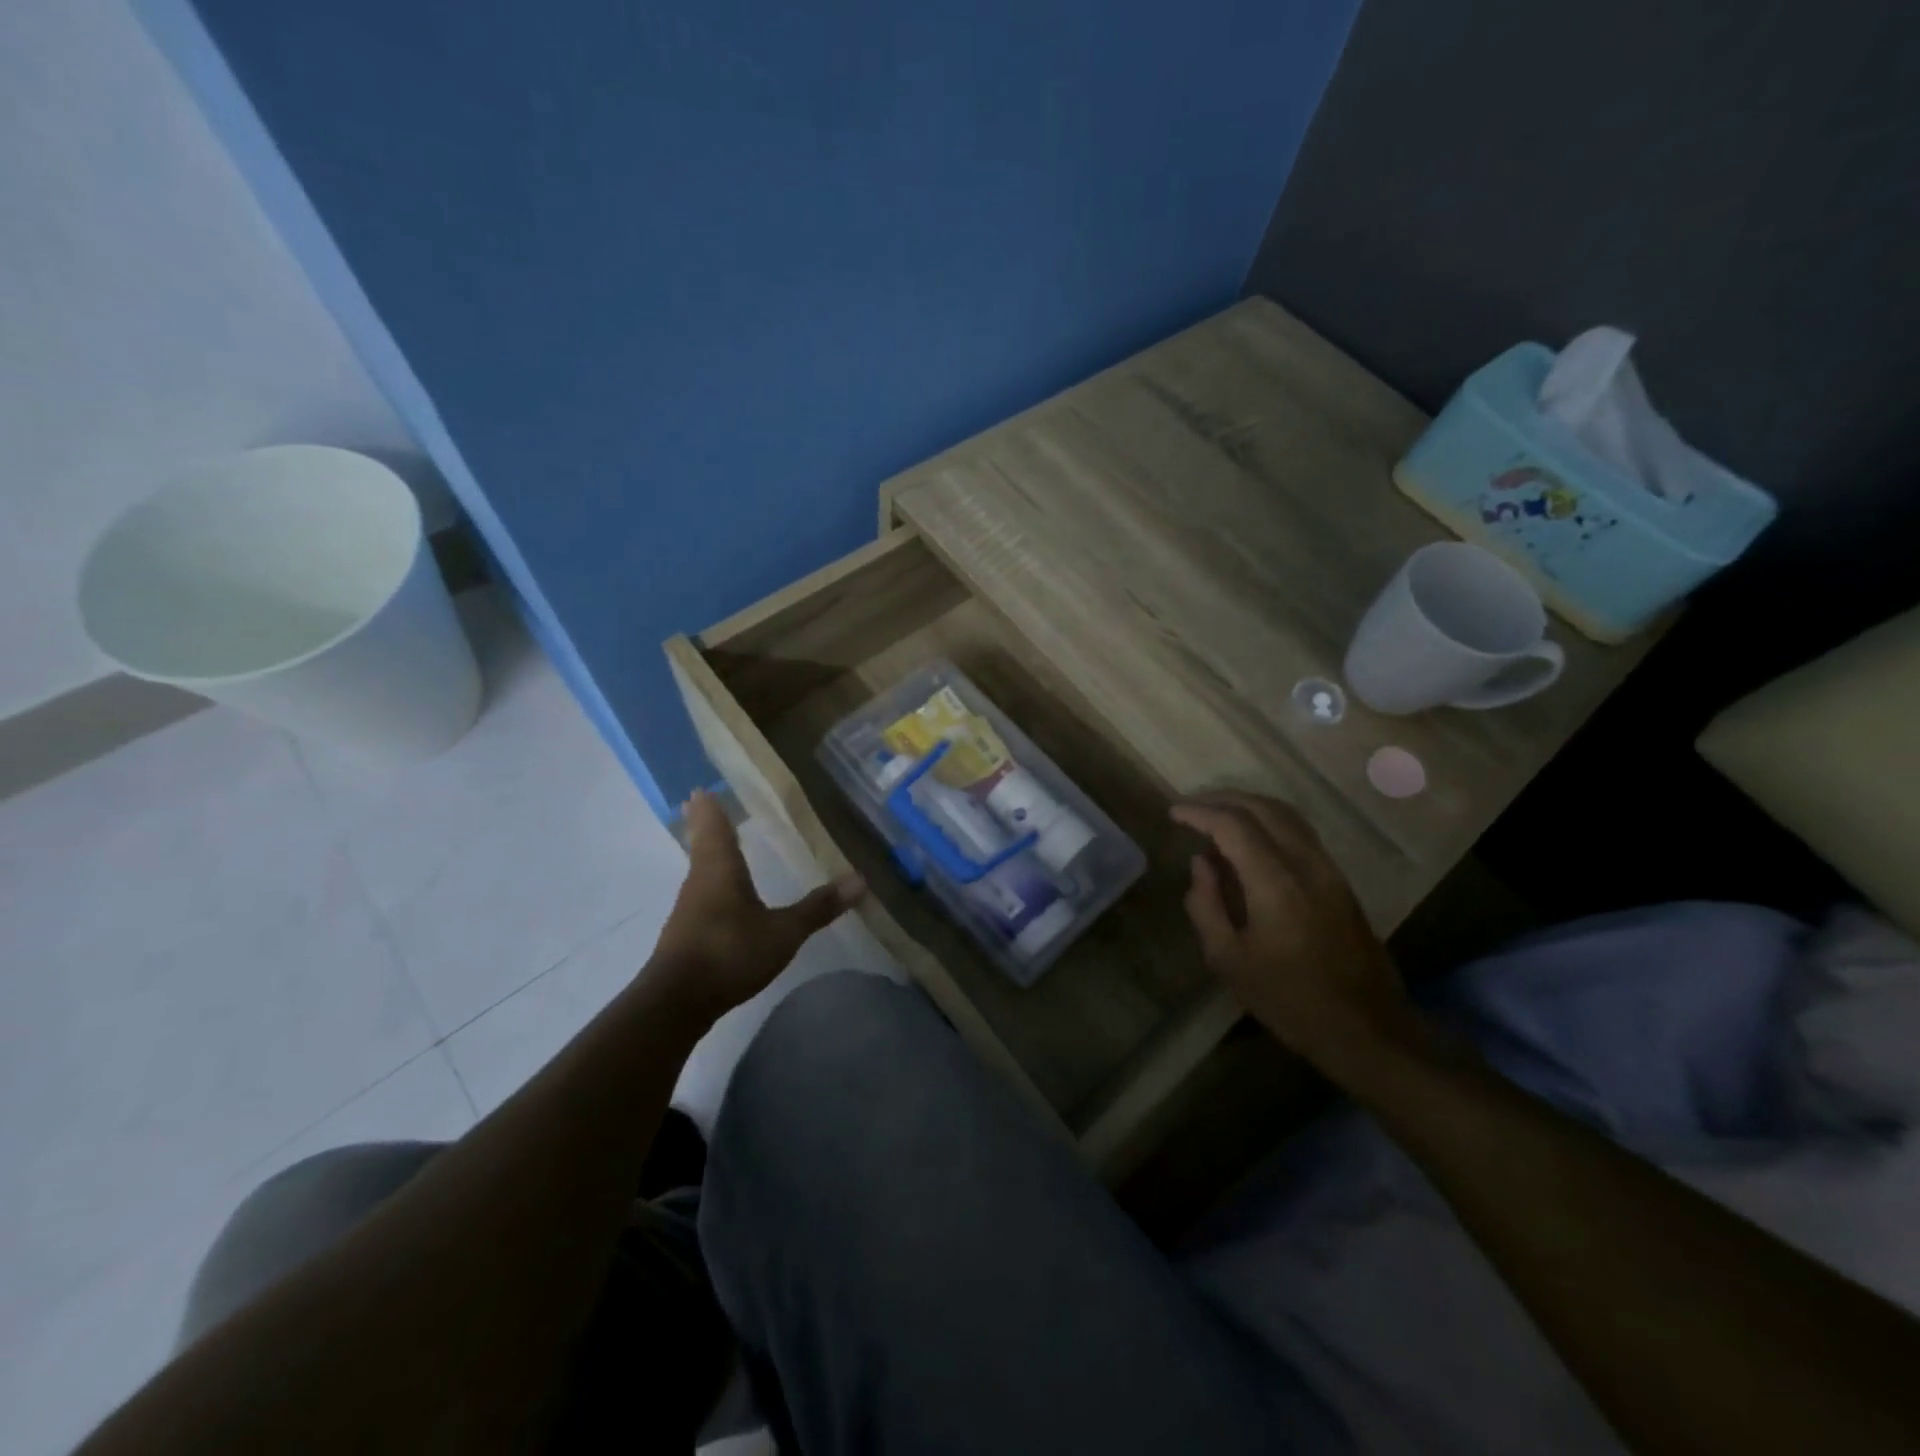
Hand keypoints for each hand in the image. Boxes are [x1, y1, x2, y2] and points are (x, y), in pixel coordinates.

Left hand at [650, 792, 863, 1021]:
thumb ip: (818, 907)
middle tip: (701, 802)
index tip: (701, 787)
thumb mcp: (783, 932)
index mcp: (720, 868)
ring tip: (720, 843)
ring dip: (708, 853)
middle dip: (705, 824)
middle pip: (702, 843)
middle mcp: (700, 880)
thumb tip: (860, 879)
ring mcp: (689, 908)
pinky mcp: (687, 934)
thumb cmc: (729, 952)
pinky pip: (702, 894)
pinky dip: (712, 883)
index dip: (710, 806)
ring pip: (700, 869)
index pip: (714, 826)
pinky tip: (724, 895)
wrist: (676, 1003)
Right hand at [1171, 792, 1409, 1069]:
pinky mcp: (1340, 881)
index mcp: (1275, 884)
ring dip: (1247, 806)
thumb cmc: (1290, 1001)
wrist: (1368, 1030)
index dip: (1200, 813)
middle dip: (1222, 799)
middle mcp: (1306, 864)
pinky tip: (1248, 840)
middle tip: (1190, 807)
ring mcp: (1329, 870)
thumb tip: (1201, 863)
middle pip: (1263, 808)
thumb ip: (1206, 905)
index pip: (1233, 825)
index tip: (1173, 813)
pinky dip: (1268, 822)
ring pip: (1286, 815)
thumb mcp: (1229, 961)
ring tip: (1215, 815)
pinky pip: (1299, 832)